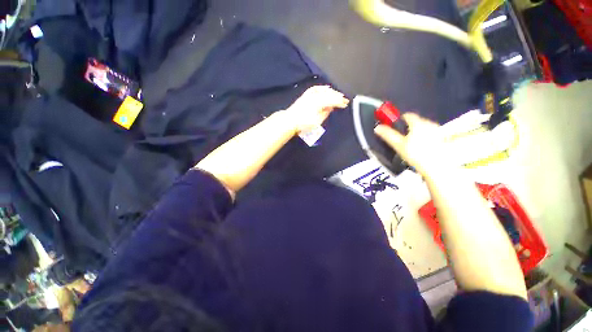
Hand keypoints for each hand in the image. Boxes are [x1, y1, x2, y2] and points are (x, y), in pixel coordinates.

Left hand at [282, 86, 349, 133]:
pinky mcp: (306, 95)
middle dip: (338, 96)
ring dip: (332, 92)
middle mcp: (315, 96)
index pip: (332, 101)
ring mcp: (310, 95)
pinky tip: (326, 88)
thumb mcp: (317, 121)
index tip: (345, 104)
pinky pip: (316, 89)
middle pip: (329, 94)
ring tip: (338, 94)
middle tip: (344, 99)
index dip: (340, 102)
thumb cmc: (303, 124)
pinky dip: (322, 88)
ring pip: (323, 90)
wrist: (291, 120)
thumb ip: (325, 113)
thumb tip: (331, 107)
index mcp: (319, 103)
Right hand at [374, 113, 453, 176]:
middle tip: (403, 138)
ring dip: (419, 132)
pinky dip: (427, 138)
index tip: (396, 126)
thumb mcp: (398, 145)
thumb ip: (388, 135)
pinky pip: (433, 134)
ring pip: (426, 128)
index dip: (400, 119)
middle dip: (410, 127)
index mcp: (418, 123)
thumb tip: (377, 127)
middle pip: (417, 121)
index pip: (408, 116)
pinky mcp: (445, 139)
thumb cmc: (415, 155)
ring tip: (413, 144)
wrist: (438, 167)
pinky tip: (424, 148)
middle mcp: (430, 124)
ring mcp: (439, 131)